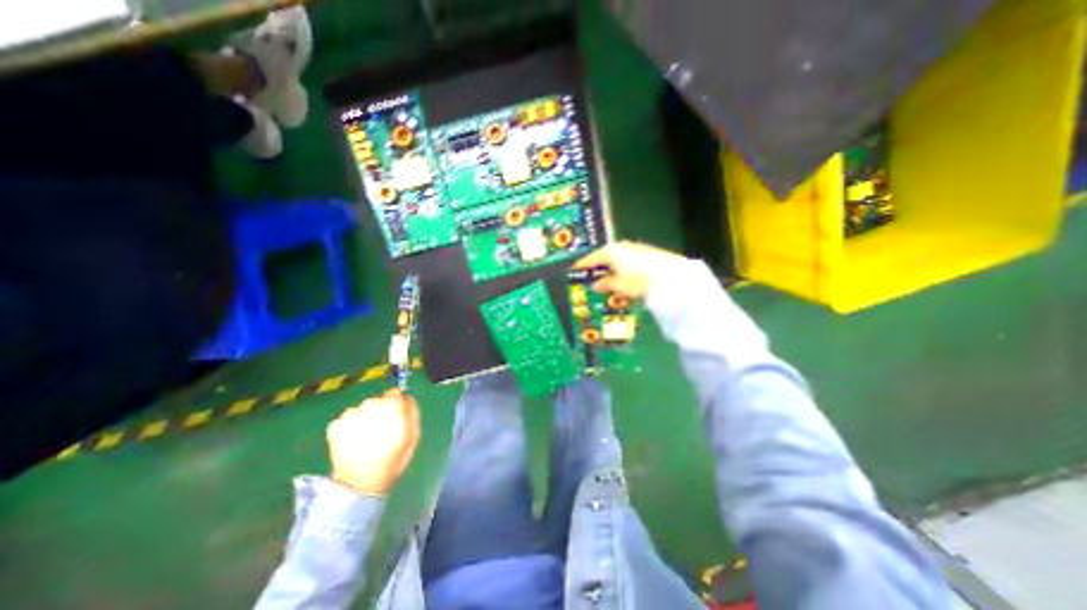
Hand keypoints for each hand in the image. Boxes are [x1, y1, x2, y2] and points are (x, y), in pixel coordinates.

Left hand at [327, 391, 418, 495]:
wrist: (360, 482)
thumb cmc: (393, 458)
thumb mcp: (413, 434)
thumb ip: (412, 411)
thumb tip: (407, 399)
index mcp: (392, 404)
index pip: (395, 393)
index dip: (397, 404)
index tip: (396, 415)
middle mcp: (371, 403)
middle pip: (377, 401)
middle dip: (380, 411)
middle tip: (381, 431)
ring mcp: (351, 413)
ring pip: (361, 410)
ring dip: (364, 419)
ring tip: (366, 439)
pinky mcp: (335, 425)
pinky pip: (346, 420)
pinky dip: (349, 428)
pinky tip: (353, 442)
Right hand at [577, 242, 685, 300]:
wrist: (670, 277)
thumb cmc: (638, 281)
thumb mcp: (618, 285)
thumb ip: (605, 284)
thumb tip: (595, 284)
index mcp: (610, 252)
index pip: (591, 258)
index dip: (582, 265)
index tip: (575, 270)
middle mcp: (621, 246)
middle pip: (605, 256)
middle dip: (599, 266)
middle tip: (592, 275)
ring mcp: (635, 248)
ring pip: (618, 257)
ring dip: (612, 267)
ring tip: (608, 278)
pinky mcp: (647, 252)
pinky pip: (628, 259)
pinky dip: (623, 267)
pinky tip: (625, 276)